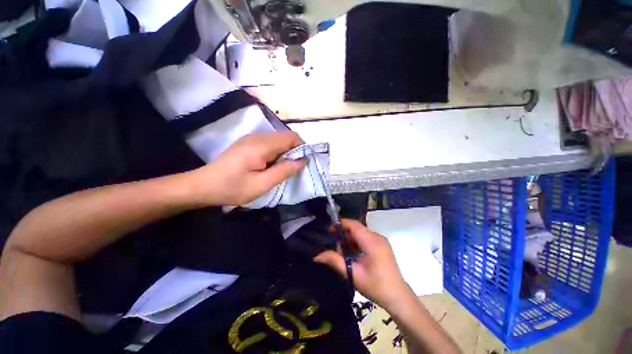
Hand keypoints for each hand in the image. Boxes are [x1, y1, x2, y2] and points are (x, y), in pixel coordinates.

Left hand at [188, 132, 306, 205]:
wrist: (203, 186)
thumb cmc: (232, 188)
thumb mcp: (262, 184)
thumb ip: (284, 171)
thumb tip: (303, 160)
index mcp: (261, 145)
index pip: (291, 137)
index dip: (302, 148)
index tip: (303, 163)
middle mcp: (258, 137)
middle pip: (286, 138)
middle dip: (294, 152)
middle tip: (292, 170)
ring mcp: (252, 138)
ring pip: (279, 141)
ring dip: (285, 153)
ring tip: (281, 170)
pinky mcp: (248, 143)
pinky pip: (270, 144)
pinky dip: (277, 154)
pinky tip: (270, 166)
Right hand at [314, 219, 410, 308]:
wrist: (398, 297)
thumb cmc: (375, 286)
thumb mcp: (353, 274)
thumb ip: (335, 261)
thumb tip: (316, 256)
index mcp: (371, 241)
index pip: (354, 225)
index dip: (340, 224)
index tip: (329, 230)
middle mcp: (377, 237)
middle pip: (356, 228)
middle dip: (344, 235)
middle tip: (336, 248)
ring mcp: (381, 241)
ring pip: (361, 233)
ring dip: (350, 240)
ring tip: (344, 254)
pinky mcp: (382, 245)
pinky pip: (366, 238)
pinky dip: (357, 243)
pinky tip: (354, 255)